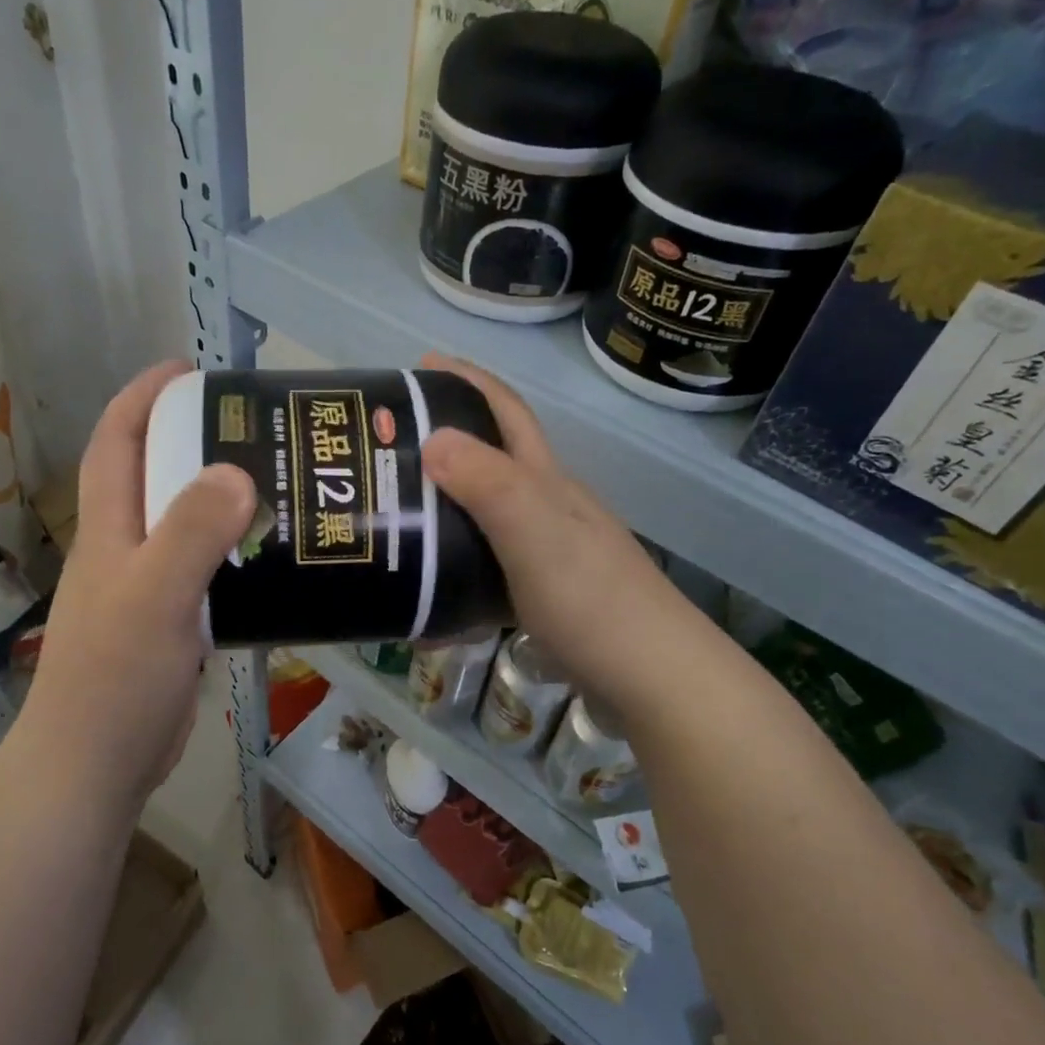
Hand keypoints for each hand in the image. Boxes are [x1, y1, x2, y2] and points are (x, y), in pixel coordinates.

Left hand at [19, 361, 254, 807]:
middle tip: (258, 431)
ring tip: (280, 487)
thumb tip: (237, 472)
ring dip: (222, 502)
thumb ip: (191, 533)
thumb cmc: (114, 677)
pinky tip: (276, 561)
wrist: (96, 765)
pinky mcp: (171, 627)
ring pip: (185, 528)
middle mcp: (124, 551)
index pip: (116, 443)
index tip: (189, 371)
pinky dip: (236, 557)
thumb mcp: (154, 597)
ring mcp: (147, 591)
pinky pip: (207, 574)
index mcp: (109, 530)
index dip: (143, 398)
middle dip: (195, 442)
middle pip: (156, 478)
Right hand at [418, 354, 721, 721]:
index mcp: (548, 483)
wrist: (655, 680)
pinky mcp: (546, 599)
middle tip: (389, 449)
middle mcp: (550, 509)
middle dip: (447, 441)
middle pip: (494, 462)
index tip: (421, 365)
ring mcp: (551, 555)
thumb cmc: (593, 601)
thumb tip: (433, 436)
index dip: (468, 382)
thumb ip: (488, 485)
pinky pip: (488, 575)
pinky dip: (456, 578)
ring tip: (396, 520)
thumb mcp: (535, 534)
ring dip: (446, 512)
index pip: (507, 414)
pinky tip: (430, 600)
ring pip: (487, 519)